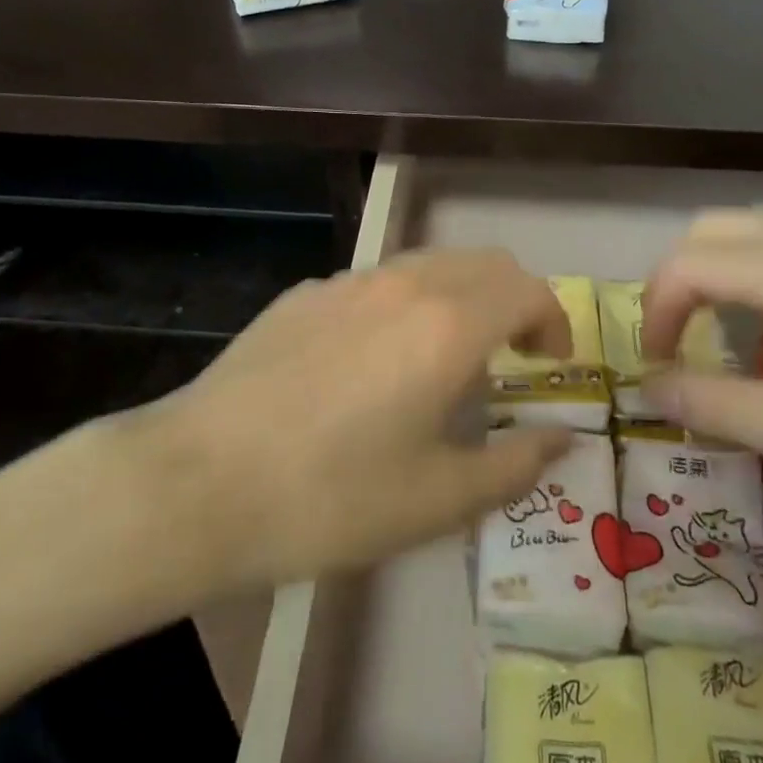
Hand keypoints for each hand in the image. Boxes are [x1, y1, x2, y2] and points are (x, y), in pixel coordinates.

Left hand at [141, 249, 575, 586]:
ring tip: (446, 358)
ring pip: (430, 264)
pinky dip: (406, 303)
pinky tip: (374, 361)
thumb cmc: (331, 498)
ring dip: (460, 297)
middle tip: (512, 356)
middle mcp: (405, 284)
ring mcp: (349, 281)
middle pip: (485, 263)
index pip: (527, 290)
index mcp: (448, 324)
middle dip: (514, 300)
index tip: (550, 365)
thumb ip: (515, 464)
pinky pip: (377, 282)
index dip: (553, 322)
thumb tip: (562, 439)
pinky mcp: (306, 292)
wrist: (200, 482)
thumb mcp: (438, 500)